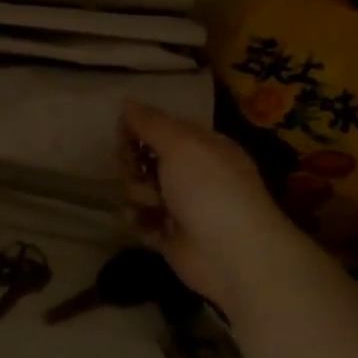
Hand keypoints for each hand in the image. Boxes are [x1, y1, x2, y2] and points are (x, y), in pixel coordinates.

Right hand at [120, 101, 339, 322]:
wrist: (233, 254)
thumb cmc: (209, 188)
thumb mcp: (180, 144)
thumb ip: (150, 122)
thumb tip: (127, 102)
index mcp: (201, 146)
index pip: (161, 128)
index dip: (139, 129)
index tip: (123, 135)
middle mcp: (191, 173)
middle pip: (144, 158)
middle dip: (133, 164)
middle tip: (137, 171)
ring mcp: (180, 206)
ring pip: (138, 189)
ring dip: (138, 194)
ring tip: (152, 205)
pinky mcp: (169, 236)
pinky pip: (141, 220)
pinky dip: (139, 221)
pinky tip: (145, 224)